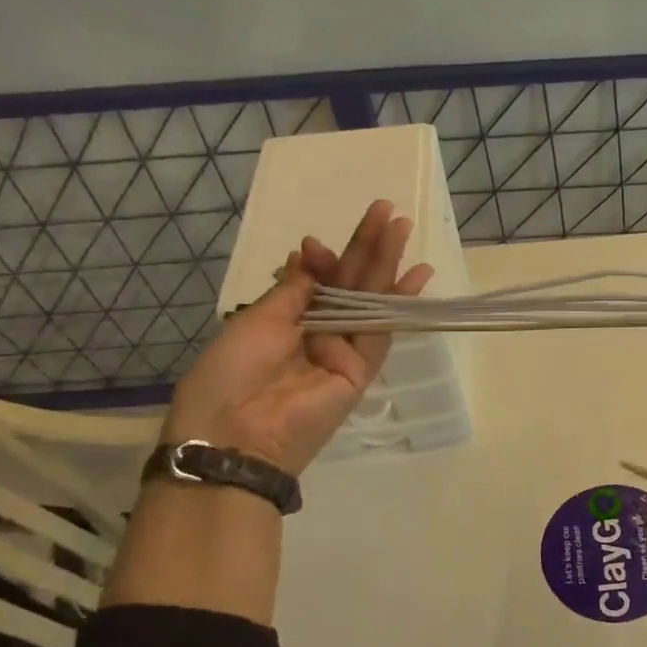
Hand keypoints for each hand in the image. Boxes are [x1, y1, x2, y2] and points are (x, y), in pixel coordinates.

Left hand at [163, 200, 431, 474]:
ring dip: (386, 263)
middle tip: (387, 210)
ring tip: (402, 226)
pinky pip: (382, 330)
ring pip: (369, 299)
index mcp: (286, 321)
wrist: (235, 435)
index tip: (318, 243)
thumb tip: (308, 254)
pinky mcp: (361, 370)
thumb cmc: (230, 373)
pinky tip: (416, 275)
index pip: (318, 281)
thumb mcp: (257, 320)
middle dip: (367, 247)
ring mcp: (342, 351)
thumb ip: (294, 289)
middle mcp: (318, 332)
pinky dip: (399, 303)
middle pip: (350, 284)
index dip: (325, 258)